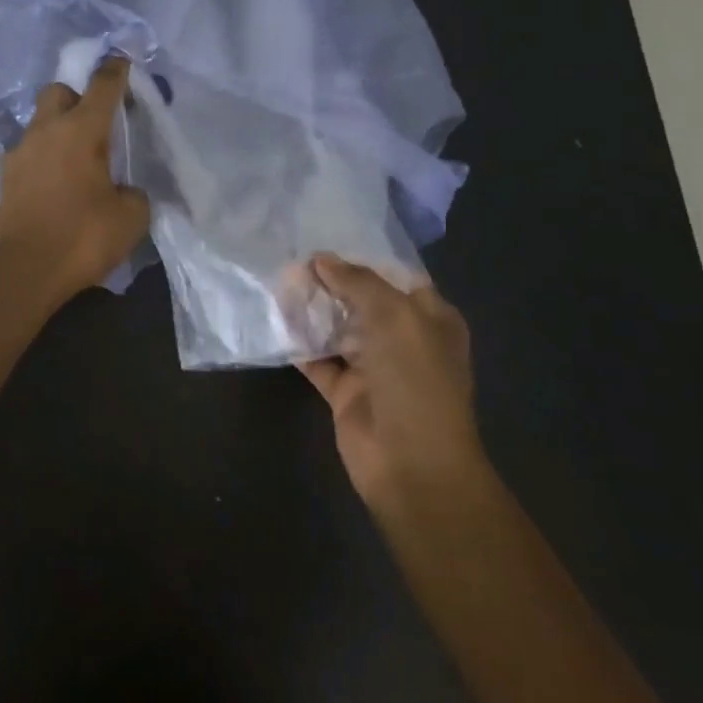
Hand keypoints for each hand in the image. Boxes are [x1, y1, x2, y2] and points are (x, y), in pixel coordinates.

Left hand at [0, 57, 150, 309]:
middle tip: (98, 122)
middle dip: (78, 96)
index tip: (124, 63)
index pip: (102, 86)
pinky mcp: (7, 176)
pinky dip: (45, 154)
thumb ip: (135, 192)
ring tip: (78, 156)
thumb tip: (126, 189)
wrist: (24, 271)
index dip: (116, 71)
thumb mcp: (131, 217)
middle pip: (59, 91)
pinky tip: (57, 179)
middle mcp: (46, 131)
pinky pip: (29, 150)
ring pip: (40, 121)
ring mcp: (21, 152)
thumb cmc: (82, 238)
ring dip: (59, 127)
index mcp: (81, 130)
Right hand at [299, 254, 486, 515]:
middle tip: (290, 258)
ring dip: (310, 309)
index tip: (323, 239)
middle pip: (360, 300)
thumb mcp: (394, 316)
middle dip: (329, 281)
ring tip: (276, 281)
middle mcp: (402, 339)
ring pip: (336, 328)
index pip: (394, 276)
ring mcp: (372, 366)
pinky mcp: (345, 391)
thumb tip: (320, 259)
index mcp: (429, 318)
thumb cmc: (415, 379)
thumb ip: (357, 282)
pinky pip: (317, 359)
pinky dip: (297, 343)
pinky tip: (273, 320)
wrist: (412, 463)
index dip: (361, 258)